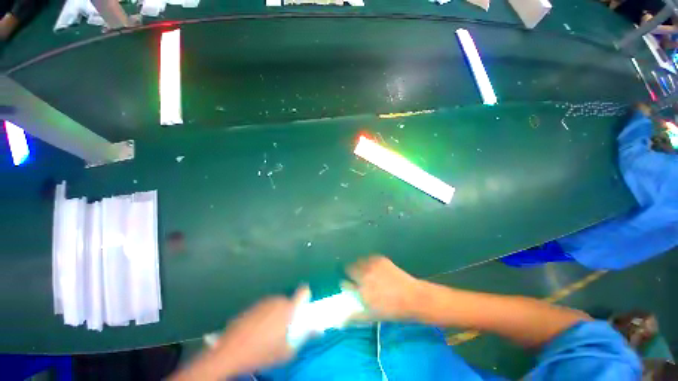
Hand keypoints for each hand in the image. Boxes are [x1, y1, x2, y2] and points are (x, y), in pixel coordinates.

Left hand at [215, 286, 310, 372]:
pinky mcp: (251, 305)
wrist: (230, 352)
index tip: (304, 304)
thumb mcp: (287, 351)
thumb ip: (304, 337)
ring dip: (276, 313)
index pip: (303, 292)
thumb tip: (318, 330)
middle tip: (284, 328)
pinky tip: (256, 331)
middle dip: (288, 311)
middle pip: (288, 300)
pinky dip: (264, 315)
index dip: (306, 295)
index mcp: (288, 308)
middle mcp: (277, 300)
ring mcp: (263, 301)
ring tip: (268, 332)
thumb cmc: (262, 353)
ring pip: (275, 304)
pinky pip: (263, 307)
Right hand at [343, 256, 423, 320]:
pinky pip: (369, 257)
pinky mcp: (380, 259)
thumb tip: (340, 321)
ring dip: (358, 265)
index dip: (346, 284)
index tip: (349, 285)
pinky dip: (369, 261)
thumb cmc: (392, 310)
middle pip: (348, 268)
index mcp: (360, 291)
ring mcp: (372, 265)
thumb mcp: (372, 317)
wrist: (412, 297)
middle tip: (357, 277)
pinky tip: (374, 267)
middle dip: (350, 272)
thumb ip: (355, 317)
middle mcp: (364, 276)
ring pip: (358, 261)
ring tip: (365, 271)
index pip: (344, 284)